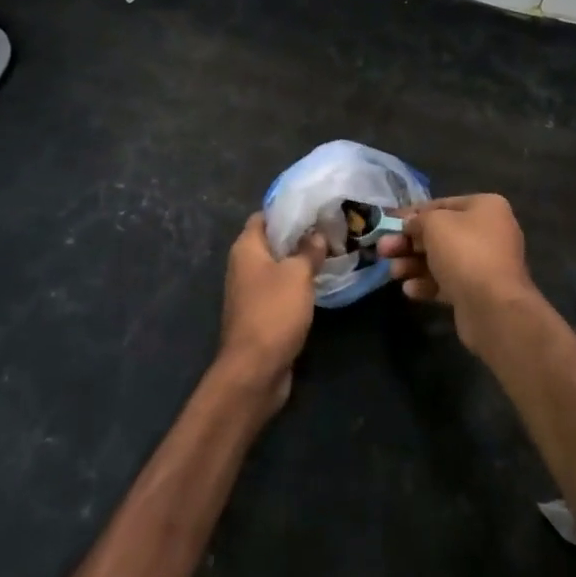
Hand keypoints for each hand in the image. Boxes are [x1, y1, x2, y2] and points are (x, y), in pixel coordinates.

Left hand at [217, 214, 323, 412]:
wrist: (254, 370)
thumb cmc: (273, 312)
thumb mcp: (297, 275)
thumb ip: (308, 250)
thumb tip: (317, 234)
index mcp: (246, 248)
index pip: (264, 216)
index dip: (287, 209)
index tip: (315, 206)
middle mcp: (244, 266)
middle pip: (272, 241)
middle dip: (299, 234)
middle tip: (330, 227)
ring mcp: (251, 292)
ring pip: (278, 266)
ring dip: (300, 260)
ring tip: (331, 250)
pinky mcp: (261, 314)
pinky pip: (281, 289)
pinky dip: (298, 284)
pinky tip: (321, 281)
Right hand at [379, 195, 540, 354]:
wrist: (493, 308)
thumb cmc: (464, 253)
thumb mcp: (434, 224)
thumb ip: (418, 220)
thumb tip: (411, 225)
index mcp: (486, 207)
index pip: (442, 204)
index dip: (412, 213)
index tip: (388, 222)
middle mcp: (489, 232)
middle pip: (440, 234)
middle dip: (408, 243)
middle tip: (383, 250)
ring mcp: (485, 264)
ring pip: (441, 259)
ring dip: (413, 264)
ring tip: (393, 272)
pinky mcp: (478, 291)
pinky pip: (448, 282)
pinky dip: (427, 283)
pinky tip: (409, 290)